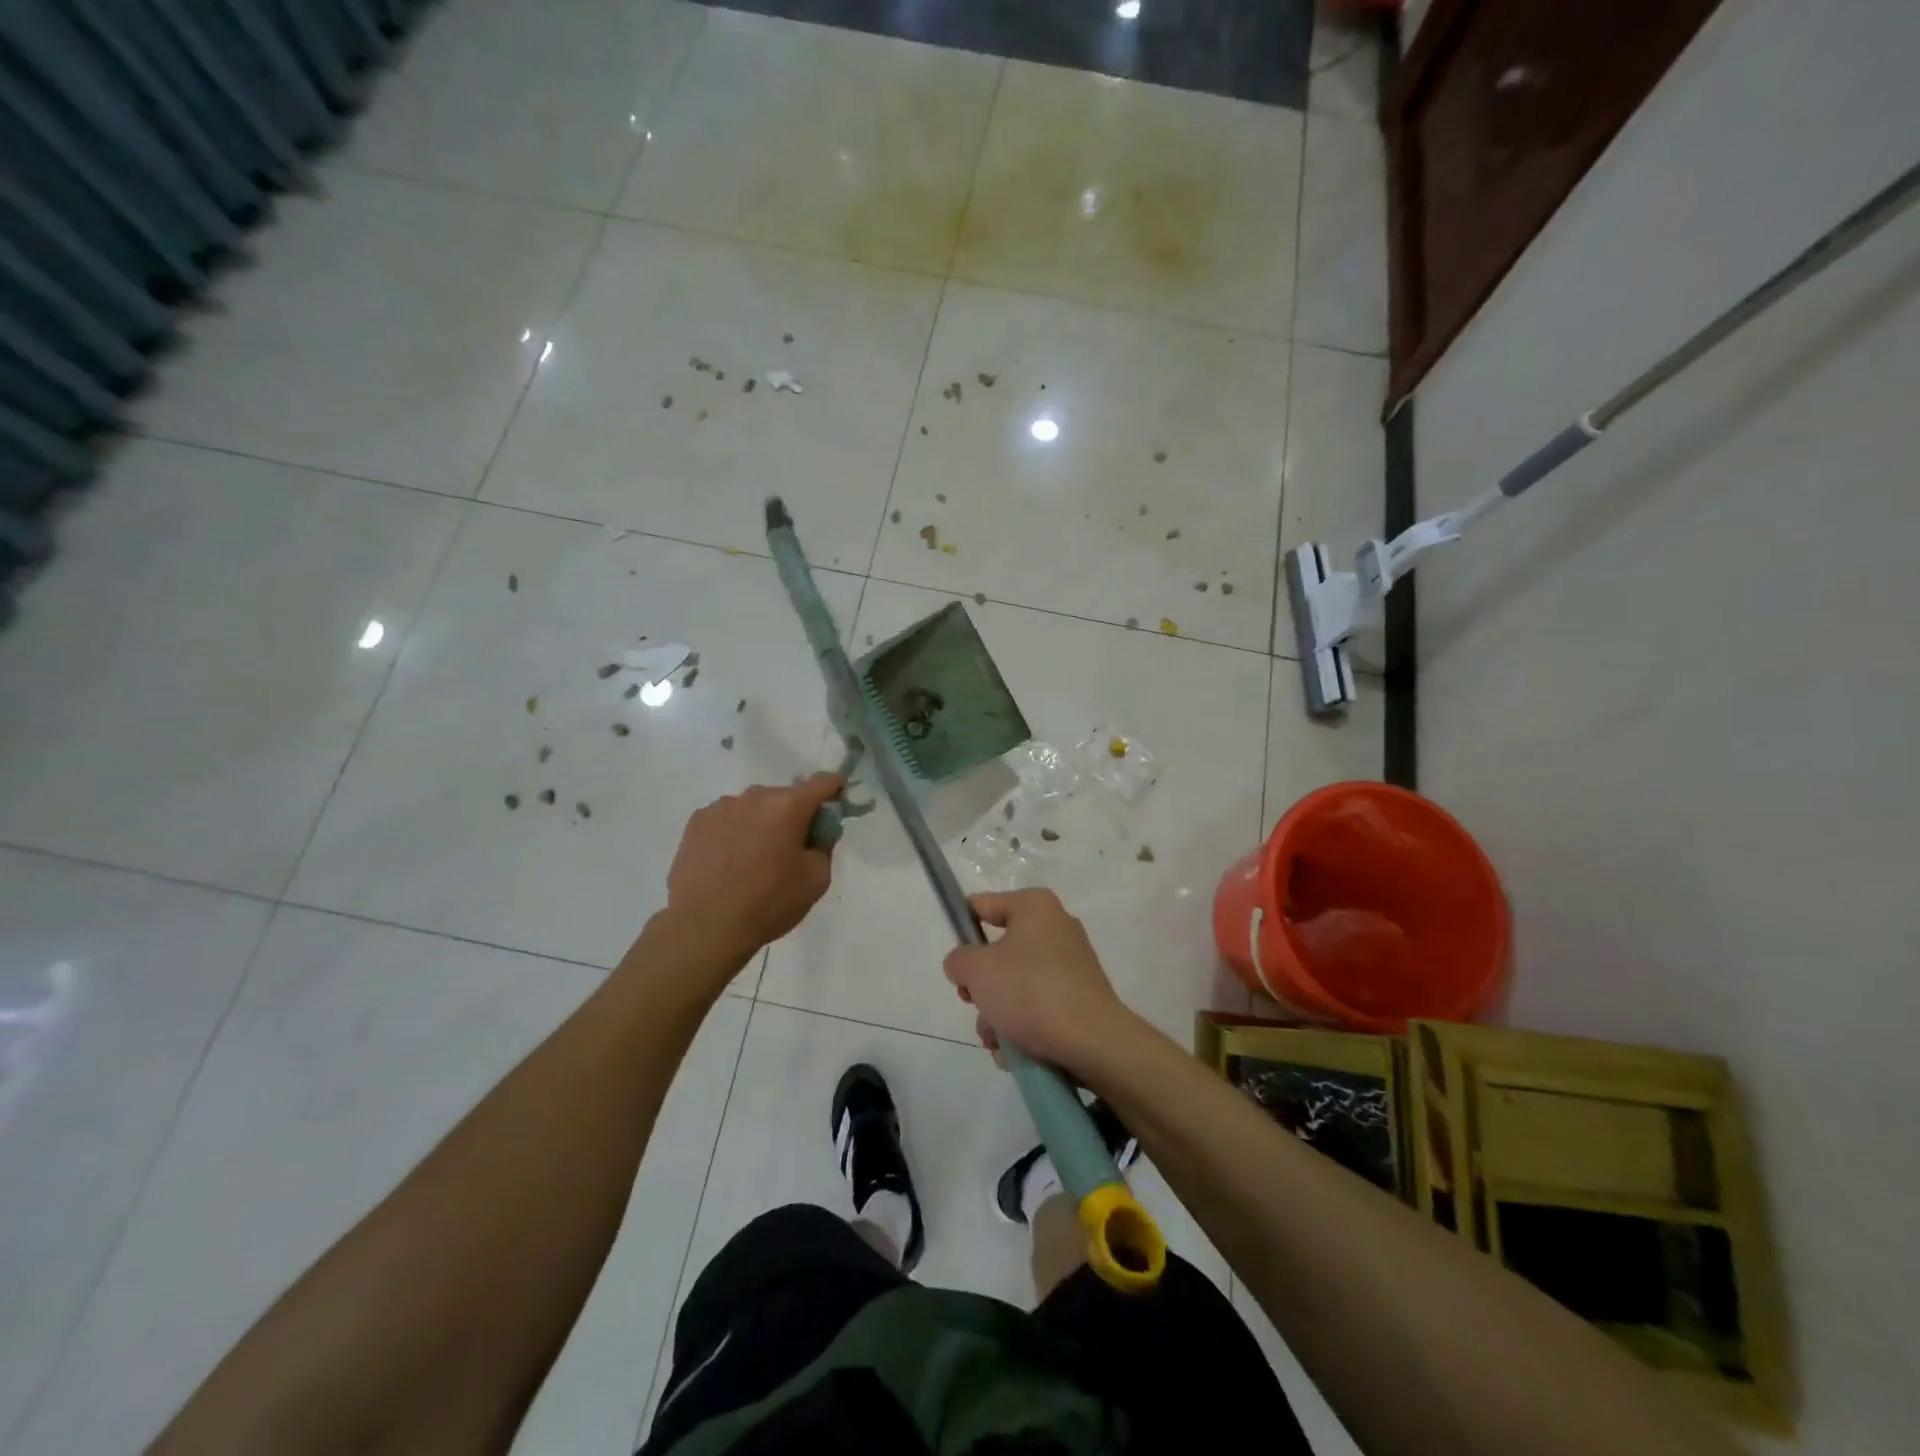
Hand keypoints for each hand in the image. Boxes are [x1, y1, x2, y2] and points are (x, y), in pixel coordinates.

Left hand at [663, 775, 843, 965]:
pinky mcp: (697, 822)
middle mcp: (754, 797)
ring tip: (753, 859)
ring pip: (754, 807)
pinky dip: (735, 831)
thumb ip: (825, 844)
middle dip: (794, 815)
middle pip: (785, 796)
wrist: (704, 927)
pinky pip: (727, 818)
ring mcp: (721, 807)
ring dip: (761, 823)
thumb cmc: (768, 904)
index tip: (837, 801)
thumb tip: (819, 830)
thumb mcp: (816, 880)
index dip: (834, 789)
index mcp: (788, 806)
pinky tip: (728, 861)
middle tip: (790, 848)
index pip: (822, 783)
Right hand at [942, 889, 1132, 1076]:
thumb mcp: (976, 970)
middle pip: (999, 952)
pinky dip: (1024, 1027)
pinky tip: (1016, 1052)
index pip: (982, 906)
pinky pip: (1040, 1006)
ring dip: (999, 1015)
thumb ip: (958, 960)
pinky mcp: (1081, 998)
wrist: (1092, 1041)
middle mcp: (1057, 927)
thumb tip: (966, 965)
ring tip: (997, 1040)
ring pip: (1017, 985)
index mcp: (1034, 906)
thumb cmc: (1030, 991)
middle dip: (982, 987)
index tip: (956, 963)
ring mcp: (1072, 964)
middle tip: (975, 1004)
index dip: (961, 930)